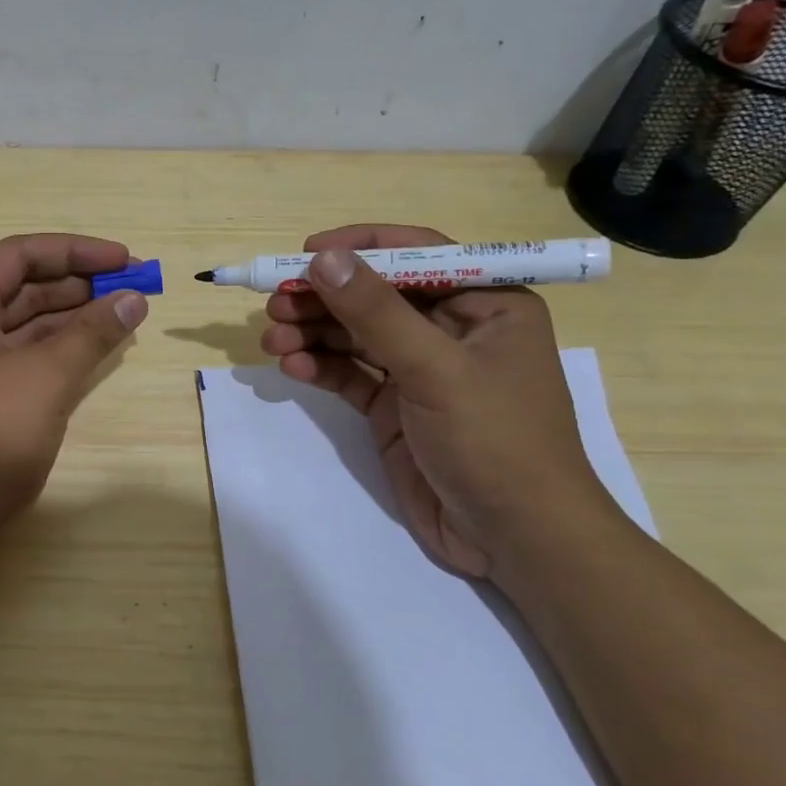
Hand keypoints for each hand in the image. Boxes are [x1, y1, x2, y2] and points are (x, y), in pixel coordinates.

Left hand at [0, 233, 146, 535]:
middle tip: (133, 291)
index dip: (77, 252)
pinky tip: (92, 349)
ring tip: (123, 317)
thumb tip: (133, 299)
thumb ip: (91, 333)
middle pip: (21, 285)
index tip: (126, 259)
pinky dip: (54, 349)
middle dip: (78, 285)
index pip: (20, 254)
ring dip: (71, 318)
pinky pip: (17, 355)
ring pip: (22, 322)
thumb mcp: (45, 378)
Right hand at [259, 224, 613, 583]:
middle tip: (276, 303)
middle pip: (375, 295)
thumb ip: (376, 313)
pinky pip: (349, 374)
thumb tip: (324, 258)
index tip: (306, 252)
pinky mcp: (394, 407)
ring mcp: (419, 370)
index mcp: (486, 304)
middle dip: (324, 298)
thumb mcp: (436, 370)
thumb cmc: (494, 441)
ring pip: (355, 335)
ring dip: (313, 333)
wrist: (514, 539)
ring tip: (272, 339)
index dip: (361, 247)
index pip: (418, 255)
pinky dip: (319, 367)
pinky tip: (292, 367)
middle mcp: (451, 329)